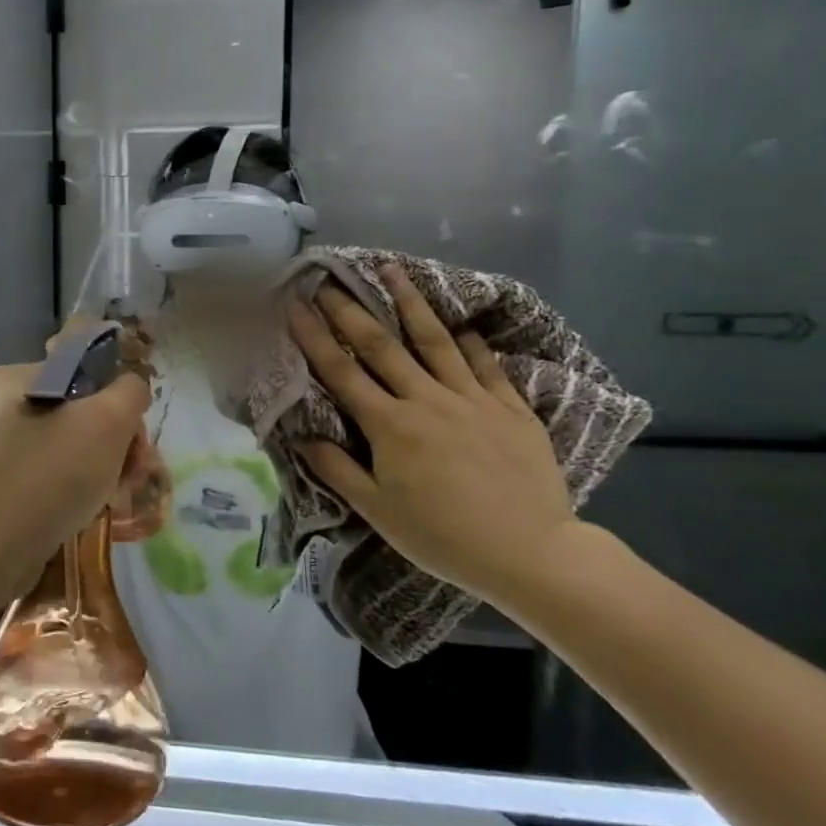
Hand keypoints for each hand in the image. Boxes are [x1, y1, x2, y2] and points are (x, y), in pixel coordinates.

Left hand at [0, 363, 151, 600]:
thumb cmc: (49, 476)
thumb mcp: (109, 422)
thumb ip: (129, 393)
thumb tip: (129, 389)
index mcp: (12, 376)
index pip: (82, 376)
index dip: (117, 408)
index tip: (134, 447)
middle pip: (66, 414)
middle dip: (104, 445)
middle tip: (125, 481)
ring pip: (47, 449)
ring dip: (81, 470)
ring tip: (99, 503)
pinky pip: (25, 478)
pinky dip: (51, 493)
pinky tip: (65, 518)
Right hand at [286, 265, 576, 602]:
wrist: (531, 554)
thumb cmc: (443, 537)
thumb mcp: (378, 511)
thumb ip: (337, 470)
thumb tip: (302, 437)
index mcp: (390, 426)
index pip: (341, 372)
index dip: (314, 336)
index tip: (294, 306)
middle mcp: (427, 401)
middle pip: (382, 346)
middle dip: (351, 310)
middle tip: (329, 280)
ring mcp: (473, 400)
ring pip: (436, 341)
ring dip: (410, 304)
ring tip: (393, 271)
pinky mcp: (511, 409)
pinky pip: (487, 365)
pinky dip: (472, 342)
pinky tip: (462, 324)